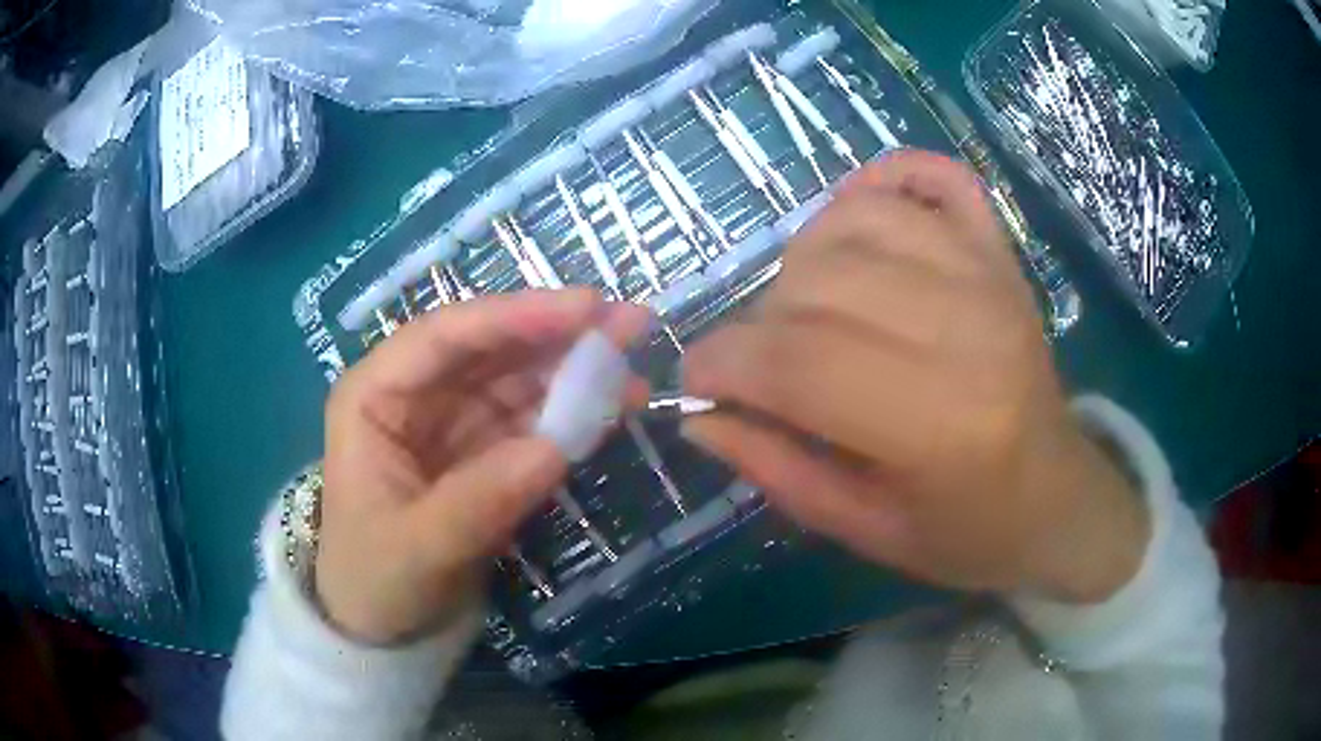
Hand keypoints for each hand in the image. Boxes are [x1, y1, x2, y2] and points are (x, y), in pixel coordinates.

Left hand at [318, 290, 649, 643]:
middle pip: (489, 348)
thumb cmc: (376, 581)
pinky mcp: (483, 453)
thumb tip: (554, 449)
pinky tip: (612, 410)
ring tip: (634, 373)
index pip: (443, 337)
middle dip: (558, 334)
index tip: (584, 309)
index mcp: (374, 397)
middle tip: (630, 323)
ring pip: (518, 380)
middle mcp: (414, 396)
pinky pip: (533, 421)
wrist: (385, 630)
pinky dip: (573, 415)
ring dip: (575, 372)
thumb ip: (479, 499)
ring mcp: (452, 423)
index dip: (514, 315)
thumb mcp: (418, 548)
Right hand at [684, 151, 1147, 603]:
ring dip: (805, 261)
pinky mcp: (1000, 253)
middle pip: (820, 283)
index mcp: (938, 425)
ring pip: (856, 221)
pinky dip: (883, 179)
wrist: (1057, 498)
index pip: (799, 363)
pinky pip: (934, 177)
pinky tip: (857, 217)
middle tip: (763, 365)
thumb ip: (775, 468)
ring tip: (809, 309)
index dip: (723, 362)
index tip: (697, 379)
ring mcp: (989, 277)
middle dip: (759, 322)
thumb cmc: (965, 532)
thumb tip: (698, 413)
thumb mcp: (862, 529)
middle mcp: (968, 332)